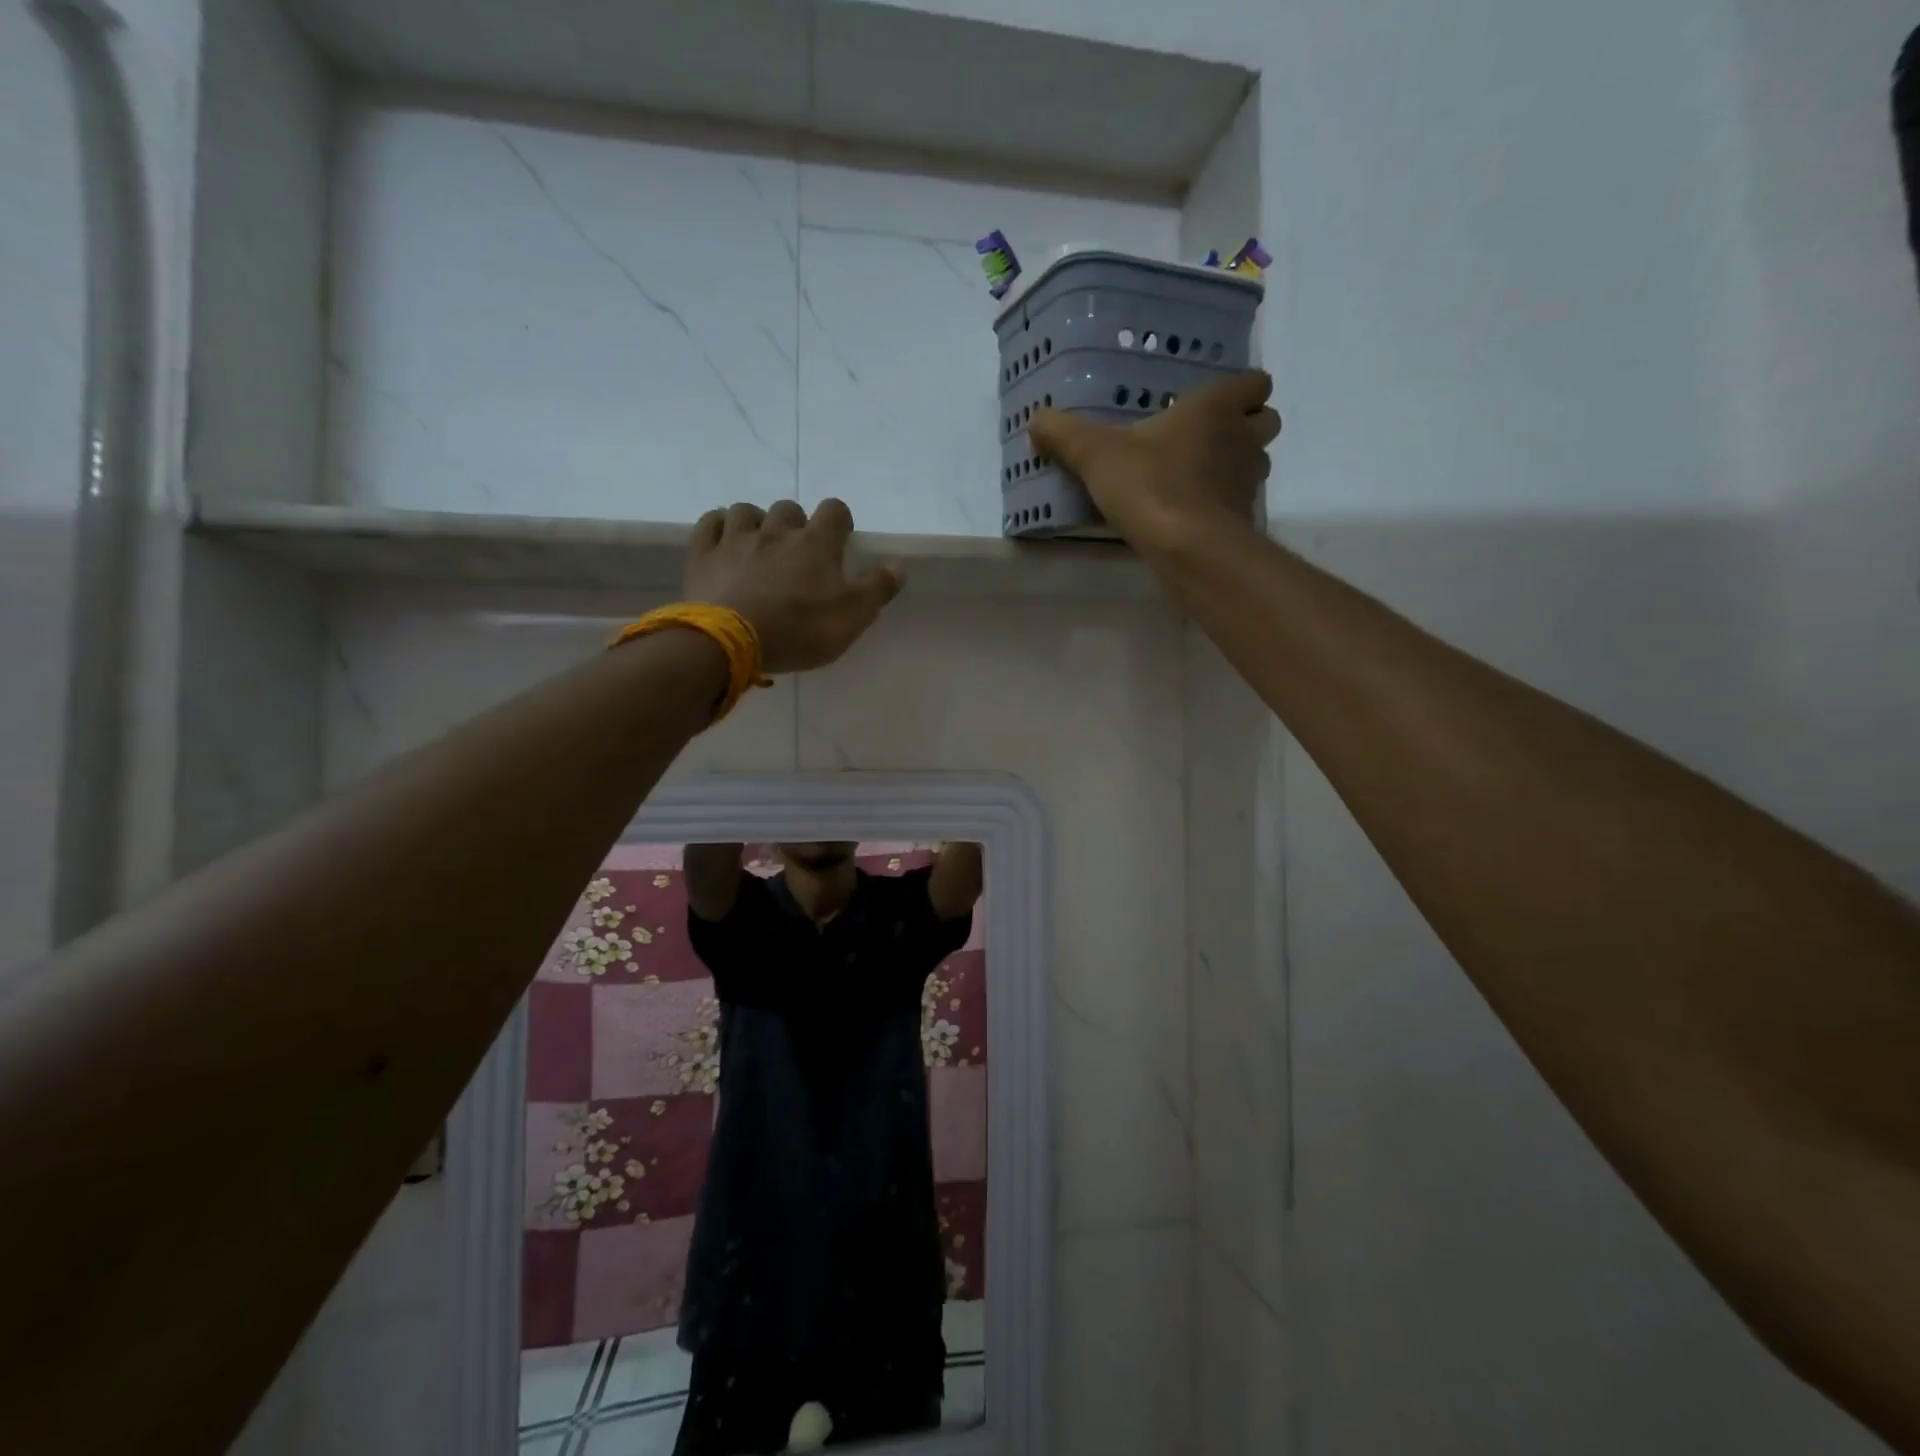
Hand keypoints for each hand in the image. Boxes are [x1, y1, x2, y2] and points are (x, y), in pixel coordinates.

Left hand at [685, 499, 903, 673]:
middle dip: (795, 524)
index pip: (835, 511)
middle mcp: (776, 531)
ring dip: (756, 522)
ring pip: (747, 511)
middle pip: (789, 509)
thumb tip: (899, 565)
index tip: (841, 539)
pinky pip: (710, 524)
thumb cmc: (799, 629)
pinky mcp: (704, 554)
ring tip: (758, 544)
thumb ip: (877, 588)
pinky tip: (723, 539)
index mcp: (816, 544)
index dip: (840, 521)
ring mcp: (736, 539)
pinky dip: (718, 526)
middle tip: (797, 552)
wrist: (731, 641)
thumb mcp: (853, 617)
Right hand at [1029, 371, 1280, 550]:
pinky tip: (1194, 514)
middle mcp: (1242, 437)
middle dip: (1245, 427)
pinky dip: (1225, 504)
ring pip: (1257, 462)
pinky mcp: (1244, 518)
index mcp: (1214, 408)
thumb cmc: (1149, 484)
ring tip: (1199, 478)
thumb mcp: (1095, 455)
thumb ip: (1064, 435)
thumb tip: (1036, 419)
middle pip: (1266, 421)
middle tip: (1207, 440)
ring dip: (1236, 465)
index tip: (1213, 404)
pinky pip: (1241, 502)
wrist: (1188, 545)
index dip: (1241, 390)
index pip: (1255, 382)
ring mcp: (1248, 480)